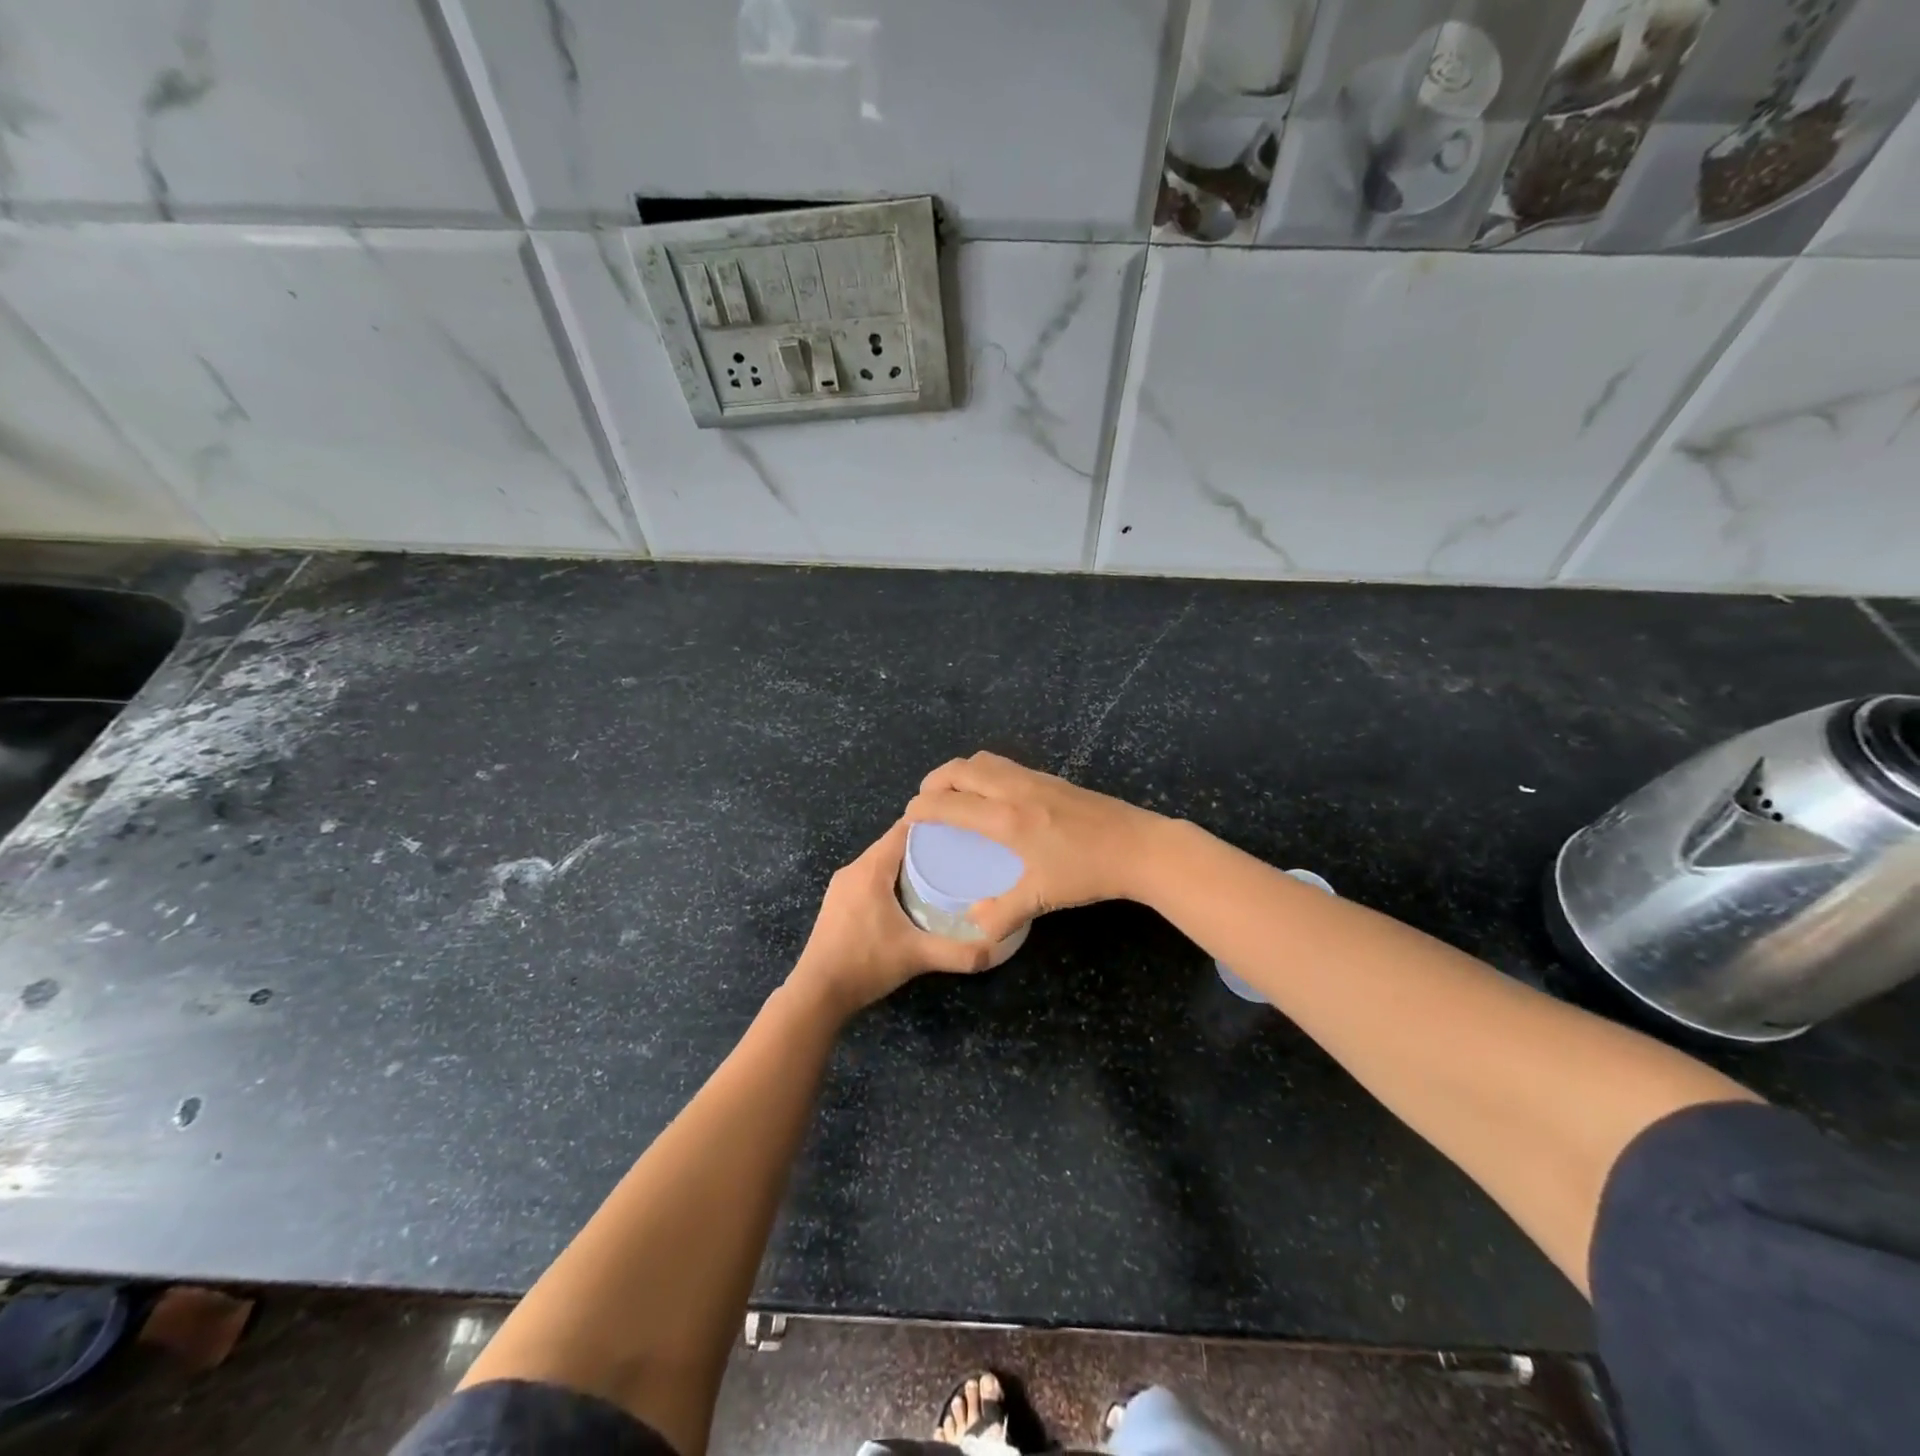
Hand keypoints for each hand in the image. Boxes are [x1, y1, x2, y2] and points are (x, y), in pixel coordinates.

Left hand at [786, 819, 996, 1015]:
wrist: (817, 993)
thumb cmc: (866, 964)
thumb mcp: (917, 956)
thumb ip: (959, 953)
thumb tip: (997, 949)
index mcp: (870, 869)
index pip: (903, 830)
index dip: (932, 825)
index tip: (960, 830)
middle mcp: (853, 869)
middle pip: (893, 845)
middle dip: (924, 846)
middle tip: (957, 854)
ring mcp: (841, 887)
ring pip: (880, 862)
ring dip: (906, 864)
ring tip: (939, 873)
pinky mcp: (837, 903)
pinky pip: (869, 878)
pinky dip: (890, 879)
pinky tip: (909, 897)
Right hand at [904, 751, 1164, 940]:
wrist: (1139, 847)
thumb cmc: (1087, 871)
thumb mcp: (1042, 896)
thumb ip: (1003, 912)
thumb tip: (973, 926)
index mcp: (1006, 818)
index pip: (950, 802)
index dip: (922, 807)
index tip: (908, 818)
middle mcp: (1015, 790)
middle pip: (962, 769)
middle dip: (935, 780)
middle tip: (925, 800)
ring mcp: (1035, 779)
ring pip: (985, 761)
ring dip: (960, 771)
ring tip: (953, 793)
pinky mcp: (1052, 779)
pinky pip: (1005, 766)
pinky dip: (984, 772)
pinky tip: (992, 795)